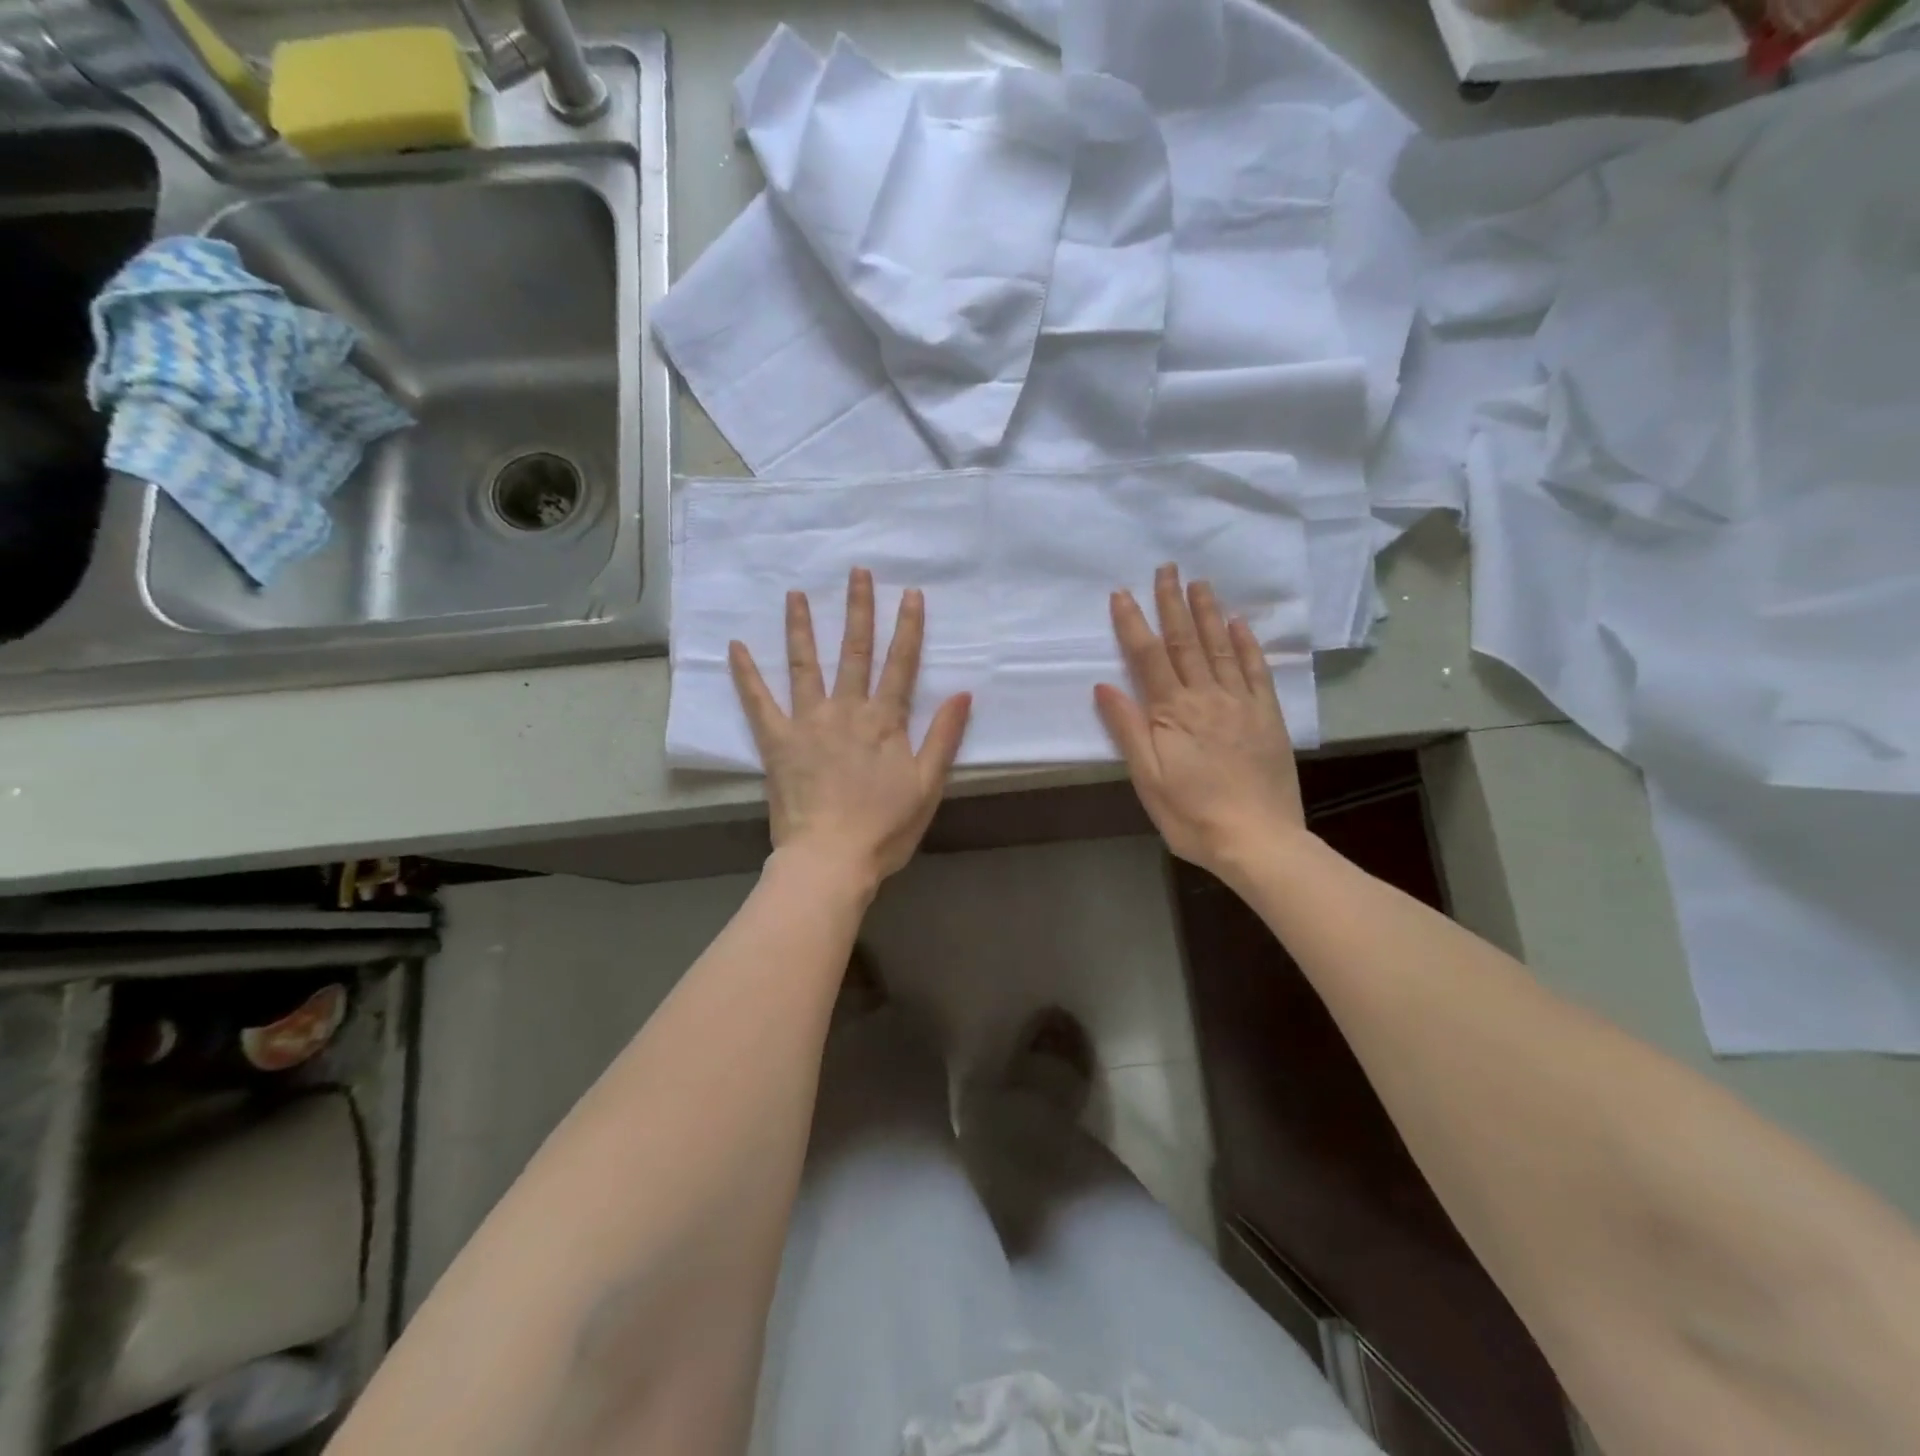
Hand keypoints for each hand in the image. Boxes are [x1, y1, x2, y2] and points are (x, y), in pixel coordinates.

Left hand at [730, 568, 971, 891]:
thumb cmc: (885, 828)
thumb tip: (962, 693)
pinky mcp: (777, 742)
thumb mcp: (928, 786)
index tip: (909, 593)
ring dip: (802, 628)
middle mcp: (847, 710)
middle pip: (855, 652)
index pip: (901, 664)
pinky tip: (735, 647)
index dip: (907, 628)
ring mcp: (808, 723)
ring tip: (796, 594)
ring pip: (805, 665)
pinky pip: (758, 702)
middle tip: (856, 572)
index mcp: (885, 721)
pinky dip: (745, 675)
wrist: (831, 859)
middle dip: (858, 610)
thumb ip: (943, 737)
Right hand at [1095, 564, 1307, 882]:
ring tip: (1199, 583)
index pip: (1147, 656)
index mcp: (1172, 712)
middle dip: (1172, 603)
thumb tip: (1104, 686)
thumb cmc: (1191, 815)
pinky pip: (1256, 671)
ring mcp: (1241, 703)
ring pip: (1221, 648)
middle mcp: (1207, 697)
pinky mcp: (1268, 716)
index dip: (1133, 623)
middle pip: (1185, 642)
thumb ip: (1127, 729)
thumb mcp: (1147, 779)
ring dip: (1208, 613)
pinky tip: (1240, 624)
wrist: (1258, 841)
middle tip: (1167, 568)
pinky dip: (1247, 644)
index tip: (1122, 593)